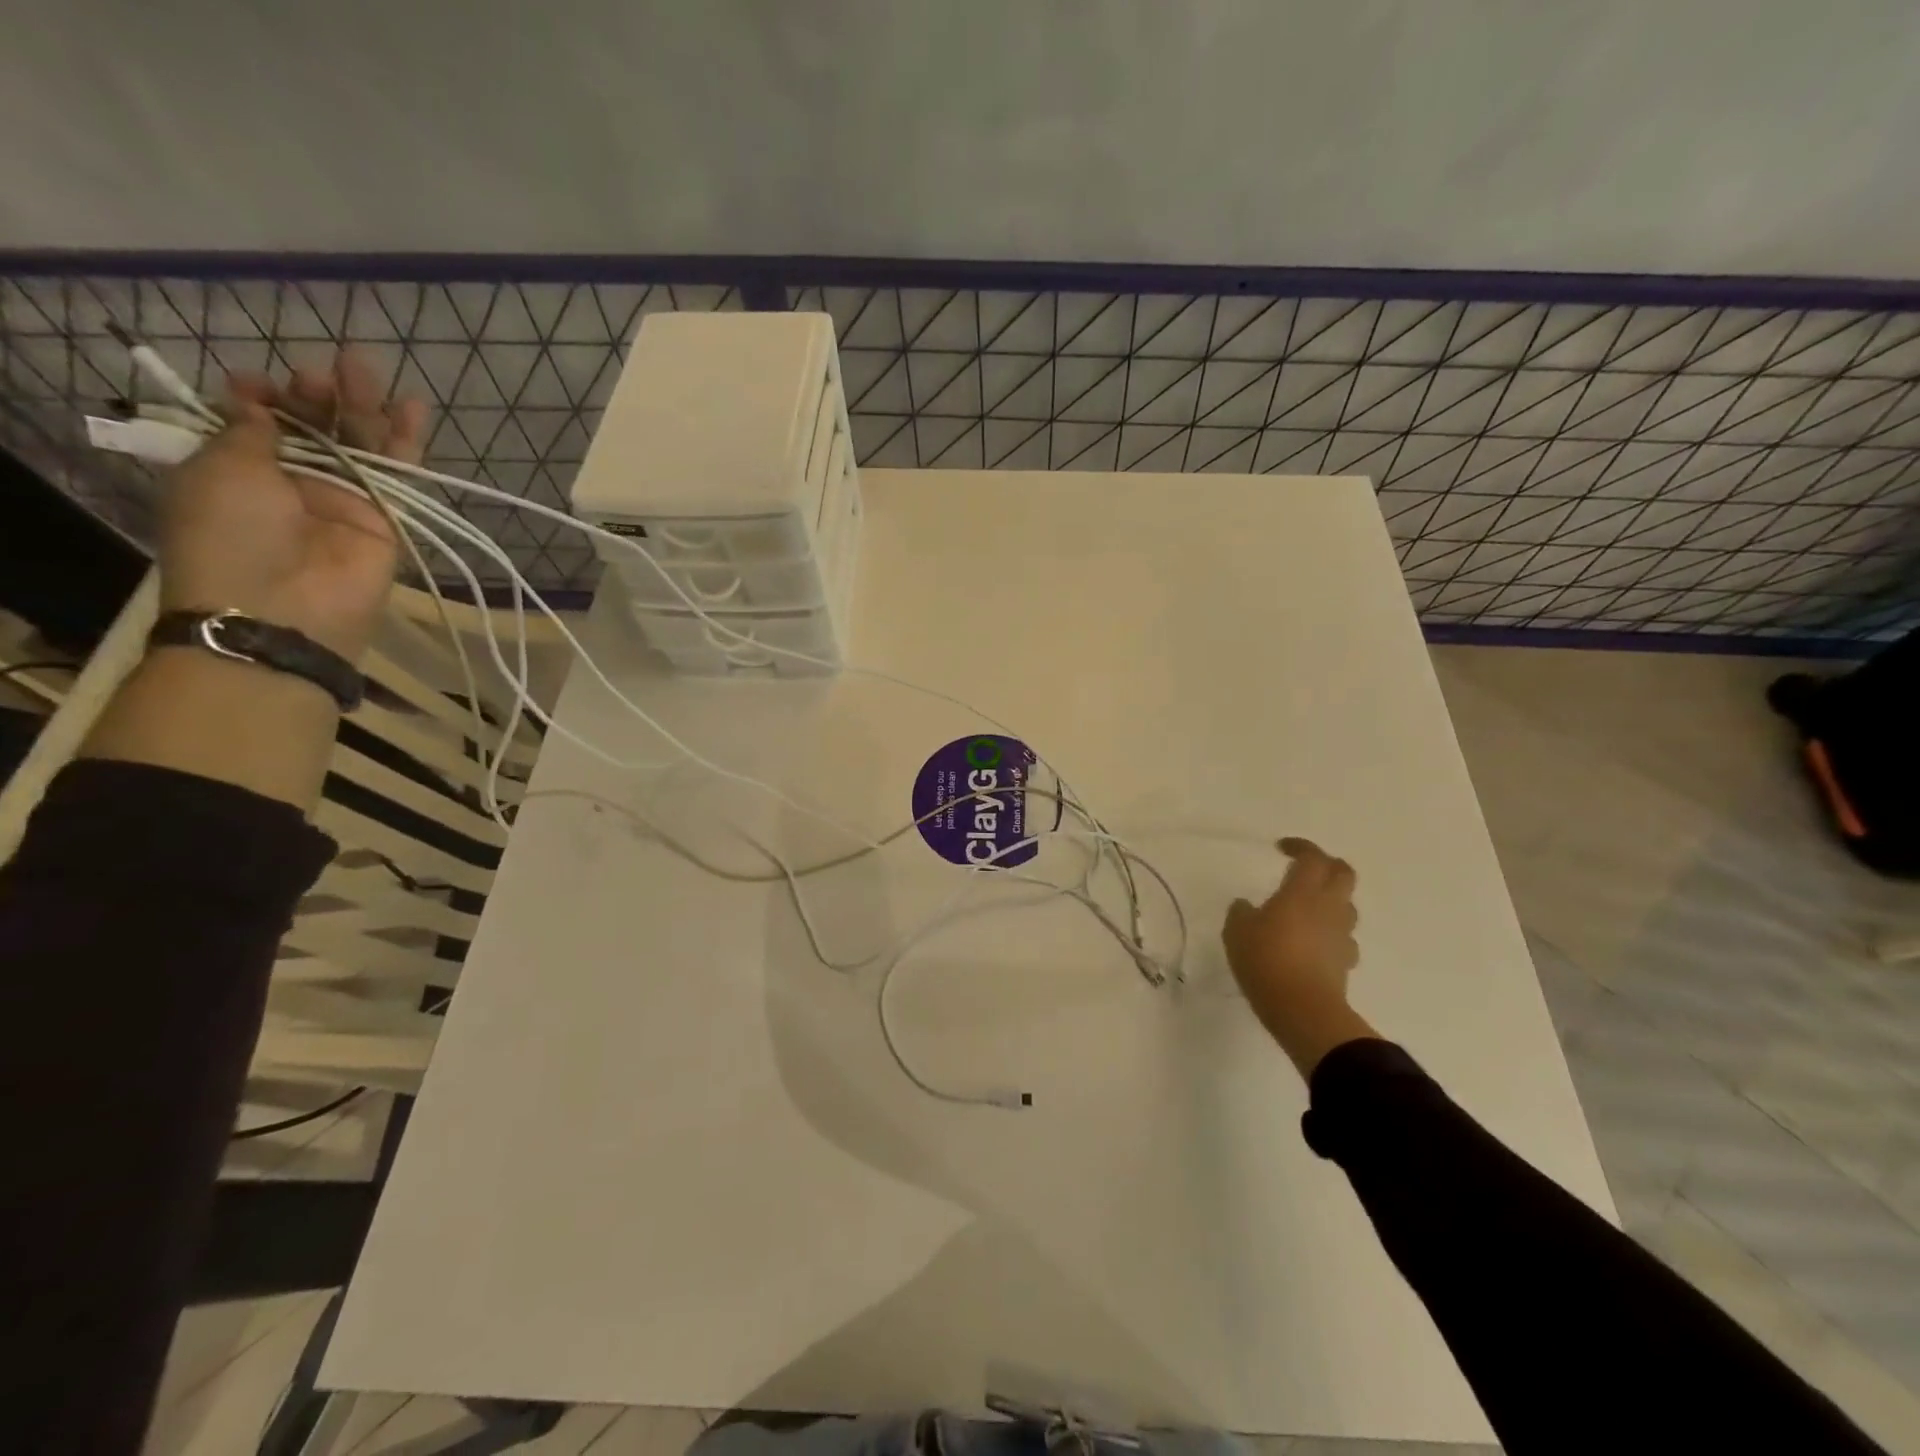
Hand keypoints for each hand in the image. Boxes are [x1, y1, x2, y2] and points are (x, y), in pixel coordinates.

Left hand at [156, 351, 427, 663]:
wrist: (285, 606)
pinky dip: (406, 441)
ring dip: (362, 406)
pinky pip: (398, 473)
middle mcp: (292, 482)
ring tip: (366, 366)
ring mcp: (343, 500)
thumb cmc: (231, 533)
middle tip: (327, 368)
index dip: (262, 398)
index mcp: (237, 471)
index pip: (256, 423)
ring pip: (359, 443)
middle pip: (313, 428)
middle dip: (317, 395)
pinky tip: (413, 407)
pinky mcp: (386, 517)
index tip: (261, 380)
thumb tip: (259, 401)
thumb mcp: (221, 469)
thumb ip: (249, 432)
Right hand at [1223, 837, 1376, 1077]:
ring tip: (1308, 908)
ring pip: (1347, 906)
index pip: (1312, 857)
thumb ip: (1241, 912)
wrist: (1302, 1009)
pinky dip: (1331, 934)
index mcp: (1302, 892)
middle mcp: (1328, 907)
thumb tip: (1246, 905)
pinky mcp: (1346, 962)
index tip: (1282, 848)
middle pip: (1343, 874)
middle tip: (1305, 870)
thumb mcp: (1237, 932)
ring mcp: (1341, 935)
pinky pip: (1344, 939)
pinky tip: (1314, 944)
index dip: (1300, 847)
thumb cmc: (1266, 960)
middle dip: (1327, 866)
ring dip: (1332, 900)